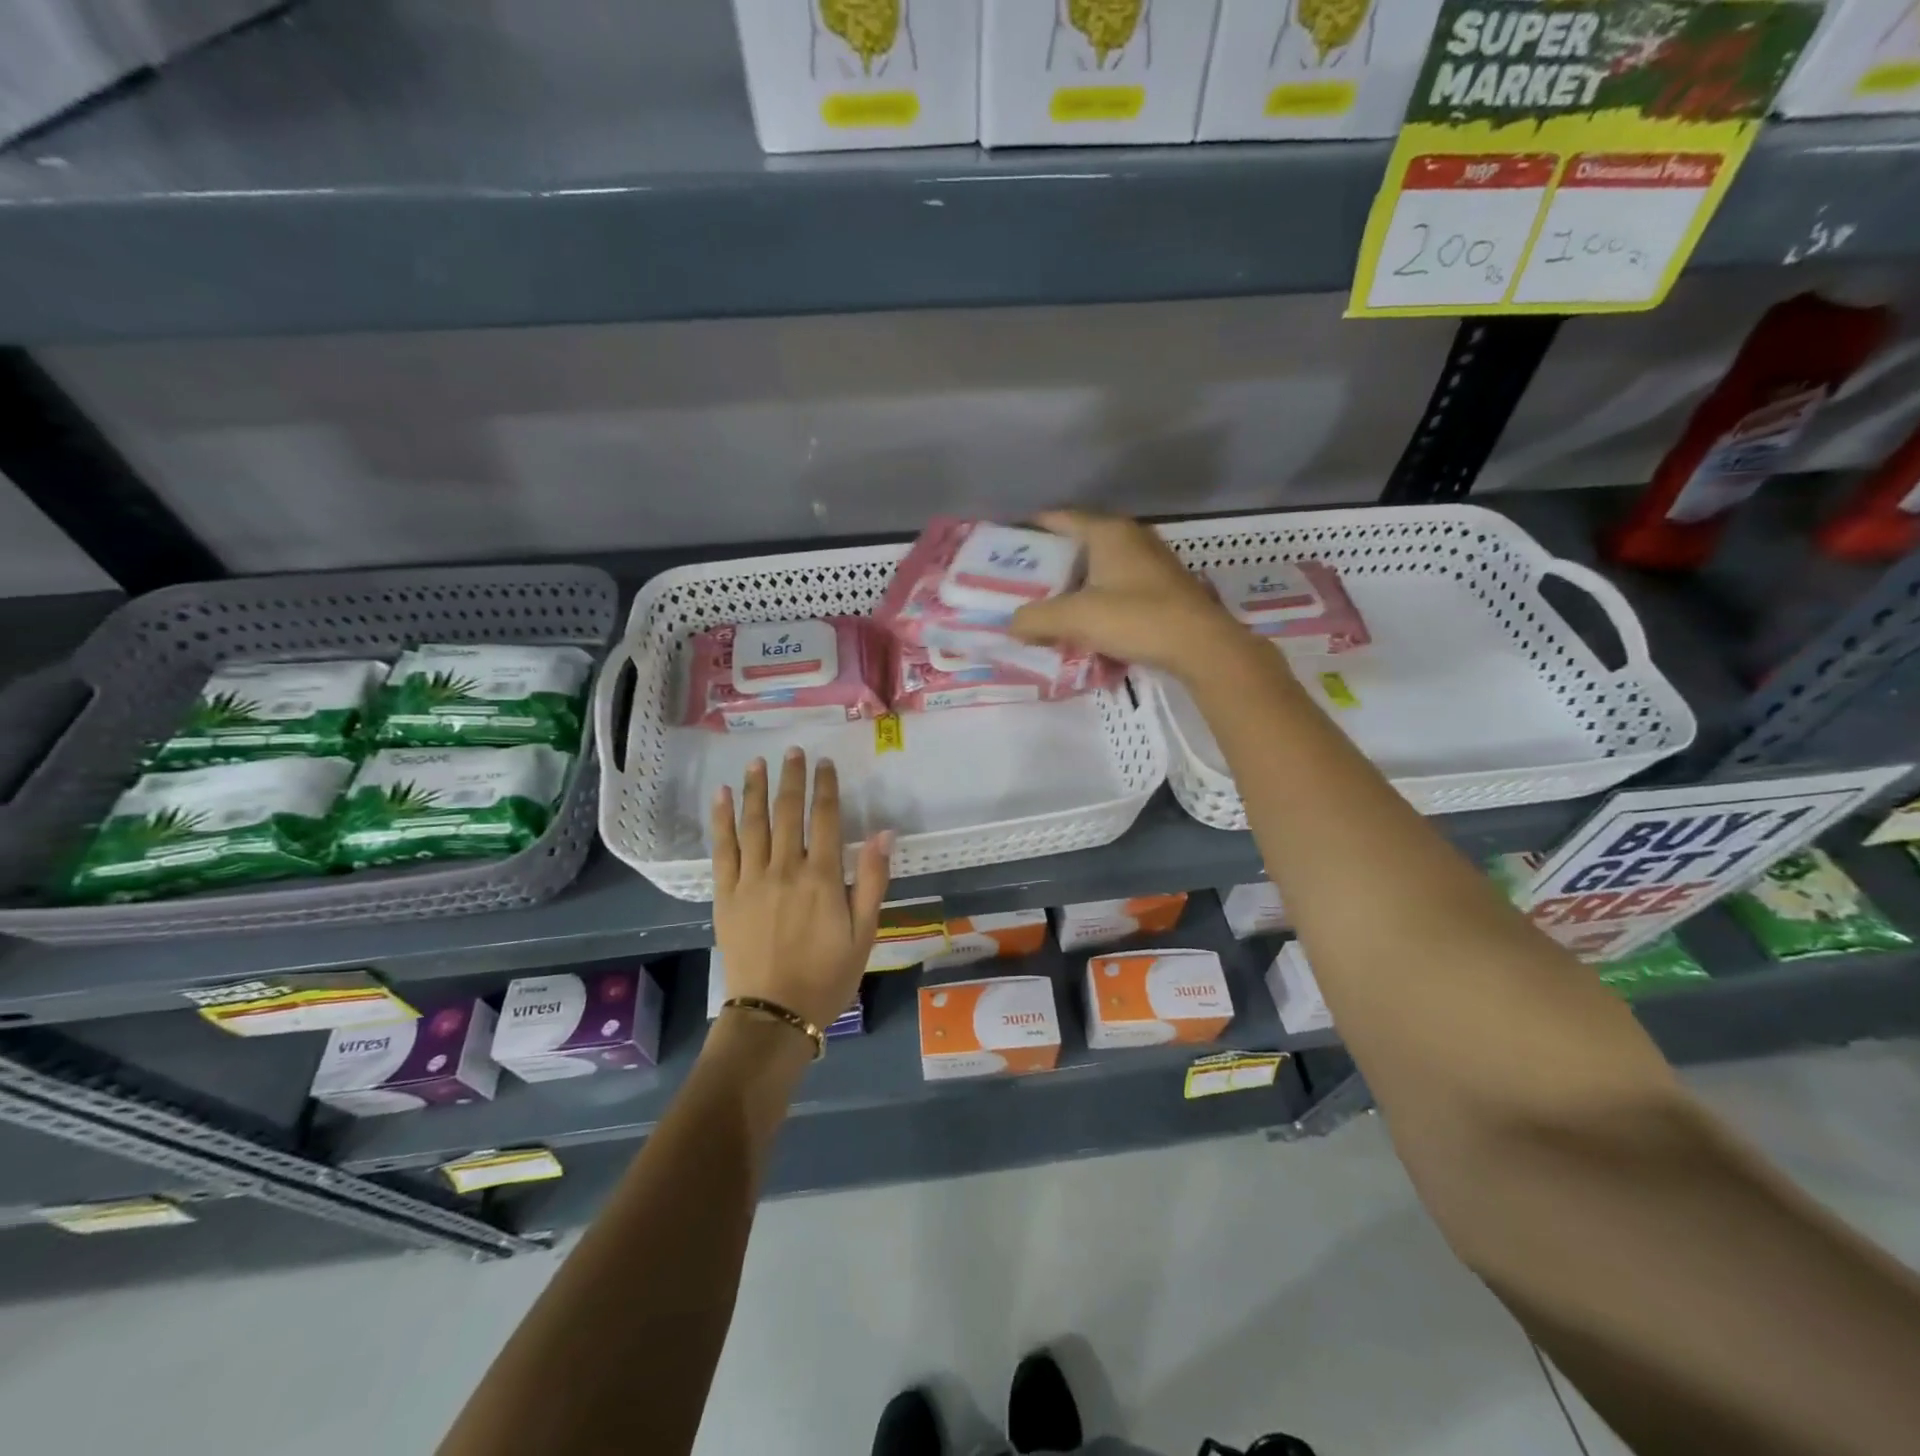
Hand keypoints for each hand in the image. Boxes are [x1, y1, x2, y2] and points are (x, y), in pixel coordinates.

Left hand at [711, 748, 891, 1034]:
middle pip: (788, 812)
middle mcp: (785, 868)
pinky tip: (720, 796)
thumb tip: (885, 832)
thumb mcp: (864, 932)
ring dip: (755, 789)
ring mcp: (751, 879)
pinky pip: (723, 849)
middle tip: (793, 751)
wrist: (775, 1014)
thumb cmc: (827, 975)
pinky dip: (721, 820)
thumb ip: (872, 879)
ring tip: (757, 762)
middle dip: (792, 778)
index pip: (825, 818)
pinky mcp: (725, 894)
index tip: (826, 764)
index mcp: (822, 877)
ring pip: (753, 823)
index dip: (826, 787)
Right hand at [1010, 509, 1252, 679]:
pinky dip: (1097, 599)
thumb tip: (1012, 623)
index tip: (1007, 544)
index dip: (1031, 528)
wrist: (1200, 646)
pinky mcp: (1162, 588)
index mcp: (1108, 532)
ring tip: (1048, 607)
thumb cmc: (1136, 618)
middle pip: (1079, 544)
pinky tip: (1086, 623)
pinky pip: (1117, 587)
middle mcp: (1130, 537)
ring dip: (1074, 586)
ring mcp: (1150, 562)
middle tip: (1021, 584)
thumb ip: (1036, 618)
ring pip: (1099, 568)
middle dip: (1050, 564)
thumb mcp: (1076, 618)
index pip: (1060, 518)